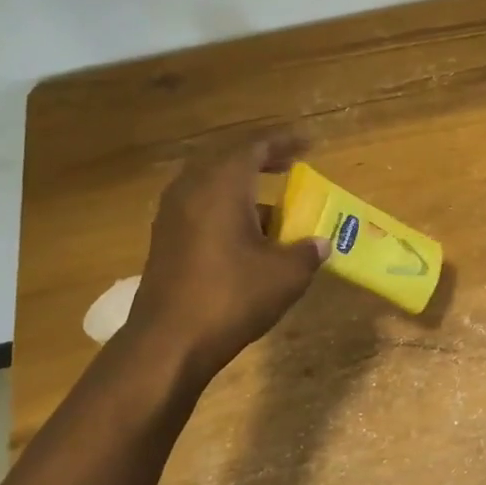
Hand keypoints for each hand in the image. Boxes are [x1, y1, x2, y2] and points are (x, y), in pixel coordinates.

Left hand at [124, 135, 328, 378]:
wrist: (169, 342)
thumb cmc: (231, 297)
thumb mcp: (286, 275)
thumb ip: (307, 252)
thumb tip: (320, 243)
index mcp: (221, 186)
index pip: (254, 147)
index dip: (283, 142)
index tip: (308, 144)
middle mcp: (191, 190)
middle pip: (227, 160)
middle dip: (260, 161)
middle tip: (289, 166)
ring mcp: (172, 215)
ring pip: (211, 185)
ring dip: (242, 188)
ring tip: (274, 205)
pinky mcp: (165, 240)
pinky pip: (200, 208)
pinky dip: (226, 209)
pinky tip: (247, 235)